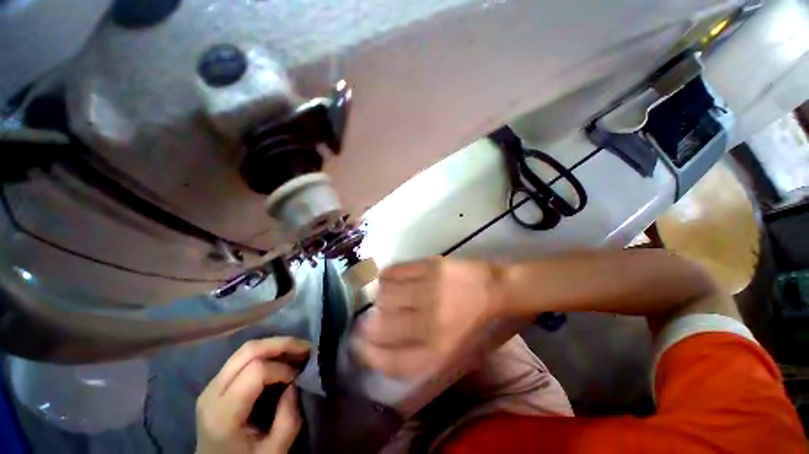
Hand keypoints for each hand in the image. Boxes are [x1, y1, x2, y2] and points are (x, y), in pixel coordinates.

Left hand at [196, 337, 309, 453]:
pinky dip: (267, 352)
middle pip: (249, 351)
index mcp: (223, 415)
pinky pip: (243, 357)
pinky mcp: (217, 383)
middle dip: (282, 344)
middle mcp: (212, 393)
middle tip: (307, 348)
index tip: (299, 379)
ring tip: (298, 350)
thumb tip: (296, 382)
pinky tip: (282, 357)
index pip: (255, 371)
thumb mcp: (274, 451)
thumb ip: (288, 417)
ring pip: (246, 349)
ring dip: (276, 345)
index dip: (283, 369)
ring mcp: (211, 385)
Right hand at [354, 257, 504, 377]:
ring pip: (383, 294)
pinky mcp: (430, 266)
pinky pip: (393, 271)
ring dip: (379, 298)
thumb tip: (373, 345)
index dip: (365, 353)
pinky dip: (385, 277)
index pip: (388, 360)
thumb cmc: (467, 323)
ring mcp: (430, 290)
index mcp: (436, 351)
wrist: (490, 289)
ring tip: (385, 296)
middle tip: (370, 317)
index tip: (356, 344)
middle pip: (379, 325)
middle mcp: (431, 323)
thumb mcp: (444, 351)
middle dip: (368, 323)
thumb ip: (411, 354)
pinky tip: (391, 280)